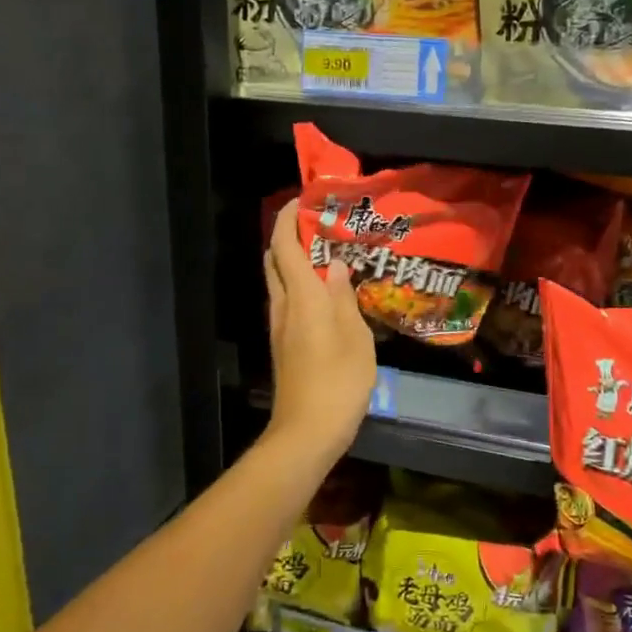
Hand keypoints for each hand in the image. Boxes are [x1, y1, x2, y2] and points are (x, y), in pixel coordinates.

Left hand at [264, 200, 375, 467]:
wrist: (307, 431)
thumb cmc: (338, 380)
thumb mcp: (355, 336)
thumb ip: (345, 297)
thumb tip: (337, 267)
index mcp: (302, 296)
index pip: (285, 245)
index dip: (289, 218)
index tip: (305, 200)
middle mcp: (283, 305)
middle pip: (276, 260)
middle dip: (291, 237)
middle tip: (322, 227)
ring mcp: (280, 326)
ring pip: (280, 281)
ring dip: (297, 262)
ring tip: (331, 256)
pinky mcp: (284, 344)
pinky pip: (288, 301)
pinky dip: (301, 286)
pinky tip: (328, 294)